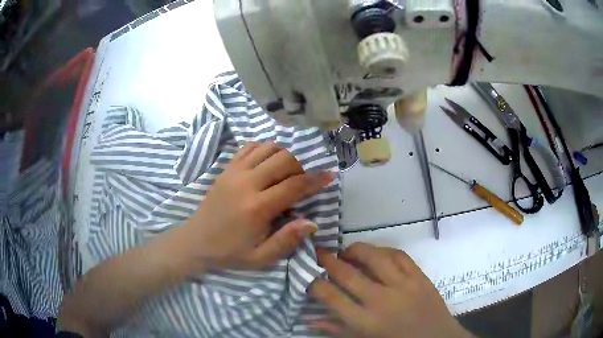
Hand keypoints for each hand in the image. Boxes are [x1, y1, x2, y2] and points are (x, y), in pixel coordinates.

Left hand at [180, 142, 333, 269]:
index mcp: (257, 207)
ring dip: (283, 155)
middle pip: (283, 159)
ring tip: (287, 171)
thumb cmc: (229, 253)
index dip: (315, 179)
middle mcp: (246, 183)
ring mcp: (234, 172)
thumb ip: (286, 240)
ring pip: (267, 148)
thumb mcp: (260, 257)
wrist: (195, 242)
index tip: (329, 175)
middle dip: (301, 166)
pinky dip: (264, 148)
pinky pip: (249, 148)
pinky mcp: (225, 169)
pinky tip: (268, 161)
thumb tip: (312, 223)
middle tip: (303, 180)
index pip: (294, 185)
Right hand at [309, 243, 471, 337]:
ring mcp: (404, 285)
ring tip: (346, 251)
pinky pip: (399, 255)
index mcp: (365, 322)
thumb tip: (307, 319)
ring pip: (374, 257)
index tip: (308, 275)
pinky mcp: (420, 276)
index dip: (314, 282)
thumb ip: (335, 330)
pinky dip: (383, 250)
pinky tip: (375, 253)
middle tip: (318, 252)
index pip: (330, 297)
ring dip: (355, 249)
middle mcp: (382, 300)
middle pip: (347, 273)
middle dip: (327, 260)